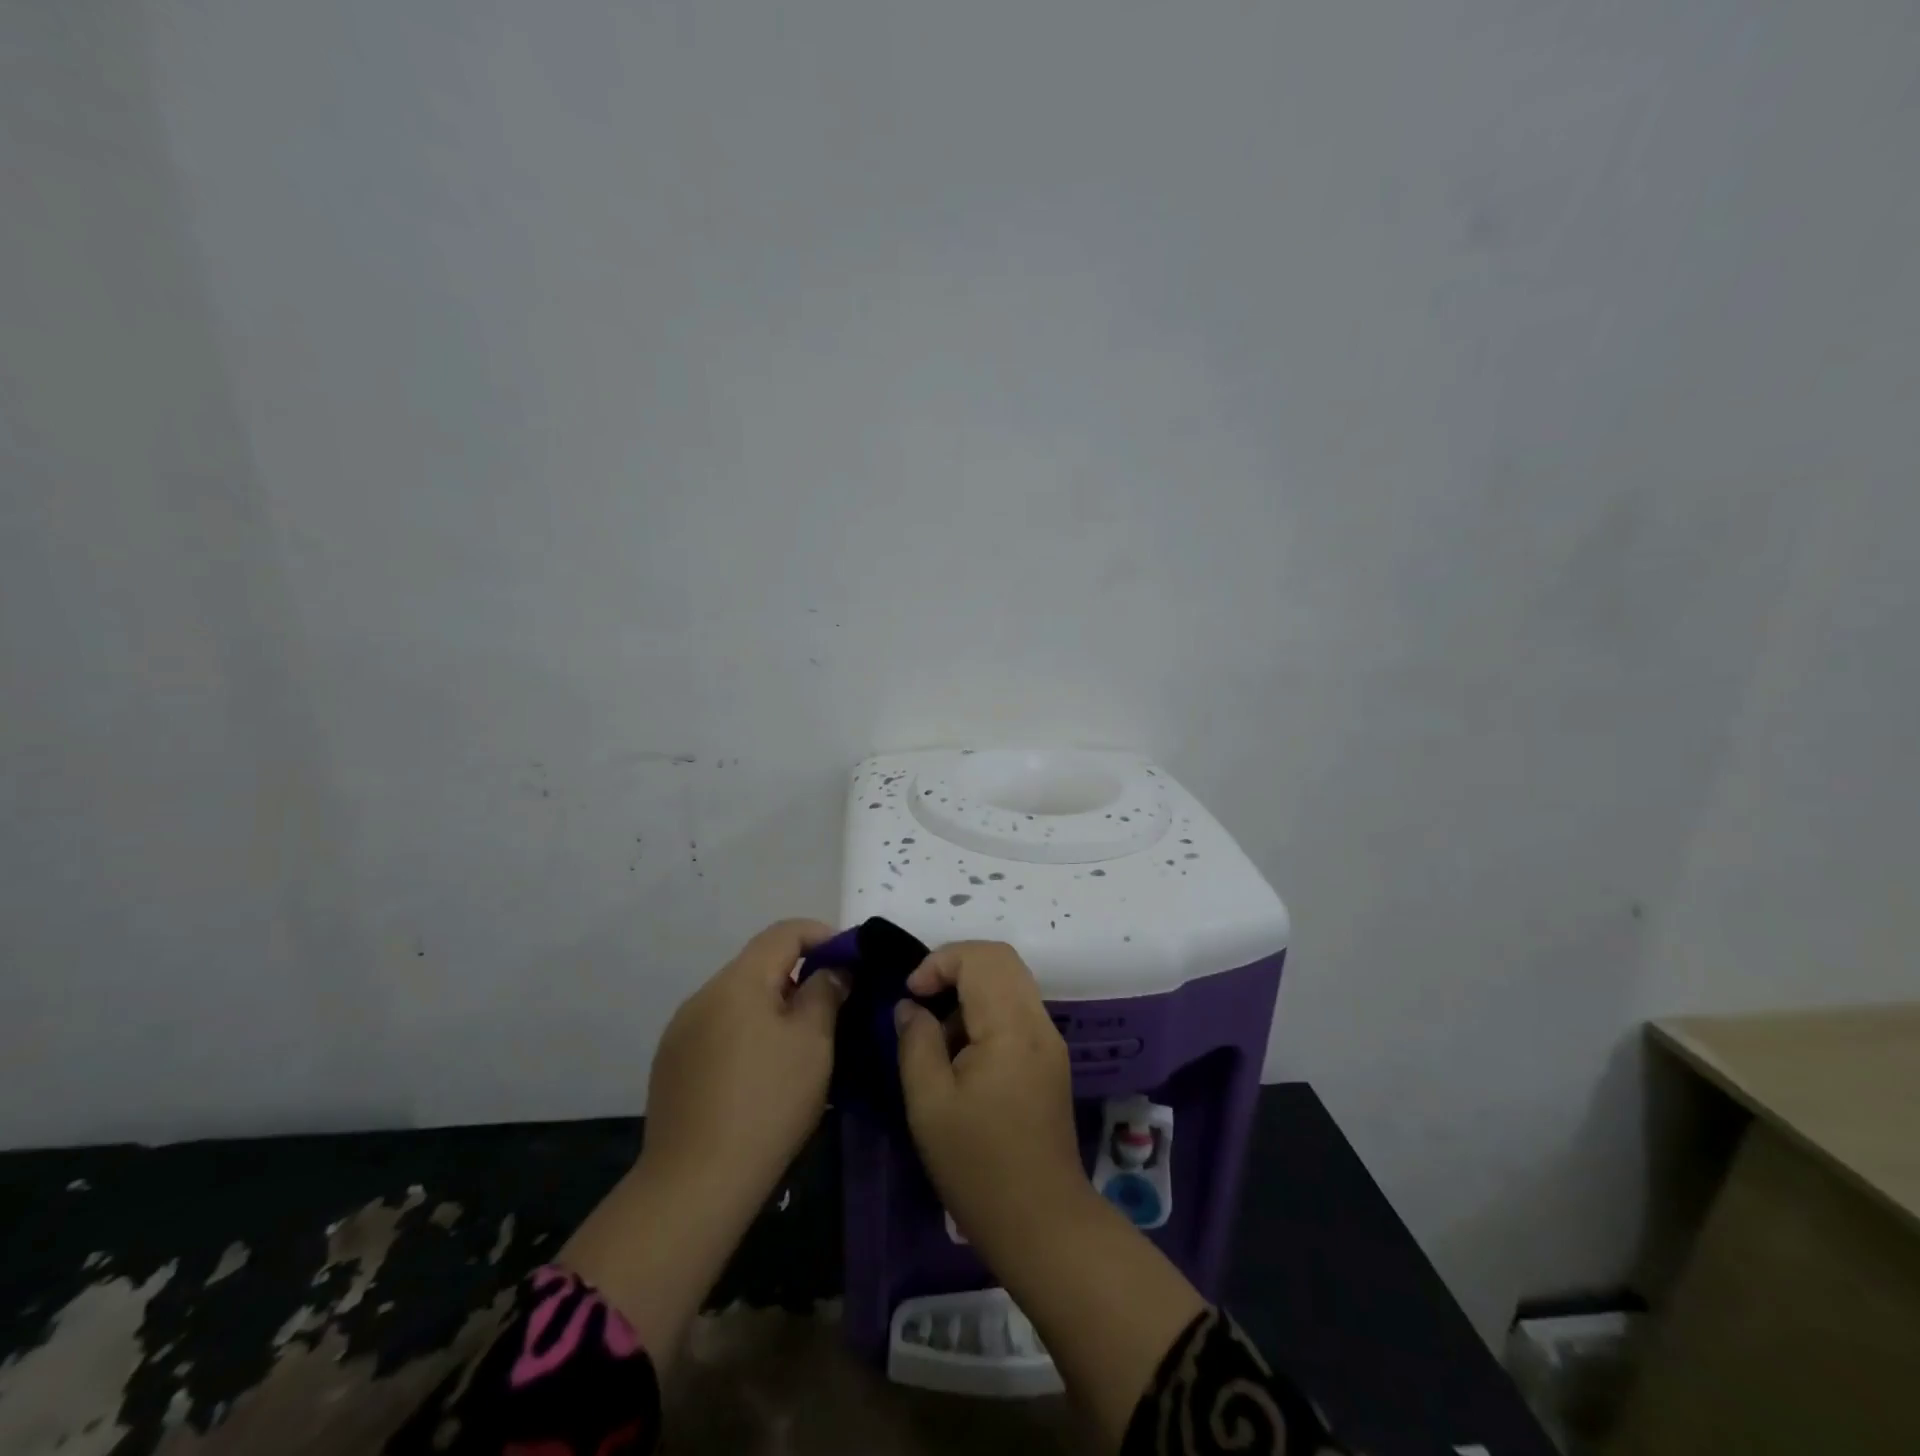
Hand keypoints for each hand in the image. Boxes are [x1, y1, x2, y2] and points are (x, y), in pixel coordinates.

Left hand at [642, 918, 846, 1216]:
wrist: (695, 1184)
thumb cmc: (768, 1102)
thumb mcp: (814, 1042)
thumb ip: (825, 992)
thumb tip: (831, 970)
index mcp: (739, 981)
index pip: (784, 932)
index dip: (822, 935)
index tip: (850, 960)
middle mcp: (704, 994)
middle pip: (759, 964)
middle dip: (799, 974)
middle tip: (832, 1004)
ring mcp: (681, 1030)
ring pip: (738, 998)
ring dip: (771, 1005)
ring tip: (799, 1041)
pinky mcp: (671, 1064)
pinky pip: (718, 1028)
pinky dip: (746, 1032)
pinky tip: (760, 1071)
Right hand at [894, 940, 1090, 1251]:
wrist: (1042, 1223)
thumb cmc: (978, 1166)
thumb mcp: (929, 1104)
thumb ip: (916, 1042)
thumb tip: (910, 1006)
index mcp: (1011, 1026)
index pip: (980, 957)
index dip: (939, 962)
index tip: (910, 995)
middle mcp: (1038, 1022)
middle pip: (1000, 959)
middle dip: (954, 967)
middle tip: (921, 1001)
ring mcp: (1049, 1039)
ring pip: (1010, 981)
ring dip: (970, 991)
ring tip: (938, 1036)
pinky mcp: (1050, 1059)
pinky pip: (1016, 1009)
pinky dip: (985, 1011)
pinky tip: (963, 1055)